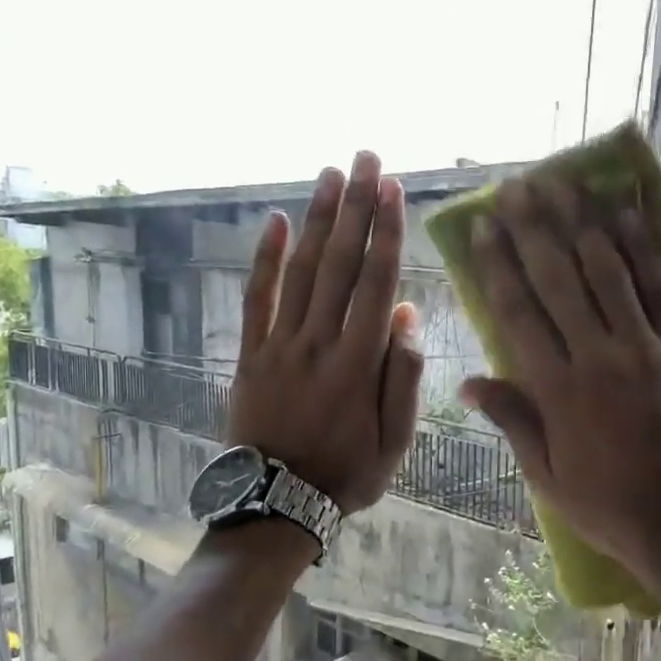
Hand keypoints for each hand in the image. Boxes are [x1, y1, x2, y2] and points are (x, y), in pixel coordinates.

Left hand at [227, 152, 422, 513]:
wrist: (278, 502)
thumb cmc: (347, 473)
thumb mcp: (395, 440)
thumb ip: (403, 376)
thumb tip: (409, 313)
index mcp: (360, 363)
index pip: (377, 284)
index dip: (386, 233)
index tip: (393, 190)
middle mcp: (320, 342)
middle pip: (341, 264)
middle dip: (356, 207)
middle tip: (366, 158)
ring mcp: (281, 345)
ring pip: (302, 271)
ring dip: (318, 220)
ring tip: (331, 175)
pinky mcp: (251, 353)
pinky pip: (257, 298)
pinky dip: (266, 259)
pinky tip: (277, 222)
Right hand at [459, 178, 660, 599]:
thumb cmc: (611, 508)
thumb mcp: (548, 476)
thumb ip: (513, 421)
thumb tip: (470, 382)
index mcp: (557, 391)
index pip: (518, 312)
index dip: (497, 265)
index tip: (482, 227)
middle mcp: (598, 357)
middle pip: (558, 279)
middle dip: (533, 228)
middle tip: (516, 186)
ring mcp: (647, 348)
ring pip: (607, 270)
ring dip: (581, 221)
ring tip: (562, 181)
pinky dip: (641, 246)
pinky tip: (624, 210)